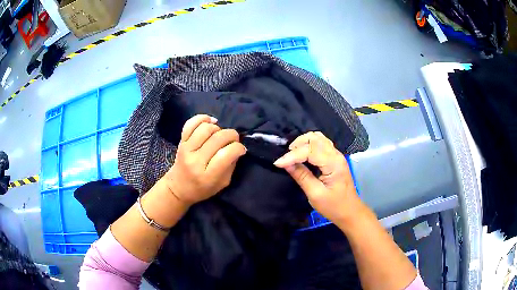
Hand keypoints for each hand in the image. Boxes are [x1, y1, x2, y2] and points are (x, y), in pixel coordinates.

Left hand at [163, 115, 246, 205]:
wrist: (178, 188)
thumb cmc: (202, 189)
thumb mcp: (222, 184)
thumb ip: (231, 165)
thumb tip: (238, 147)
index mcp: (208, 176)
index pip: (226, 154)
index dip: (238, 148)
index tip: (241, 149)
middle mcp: (195, 161)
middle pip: (218, 138)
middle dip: (232, 135)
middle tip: (234, 140)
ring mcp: (186, 149)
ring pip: (205, 128)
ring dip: (218, 128)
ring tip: (220, 134)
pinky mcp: (181, 142)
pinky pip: (190, 123)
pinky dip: (203, 118)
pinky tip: (211, 122)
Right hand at [274, 132, 361, 224]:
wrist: (350, 212)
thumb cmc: (334, 206)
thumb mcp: (315, 194)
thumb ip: (301, 176)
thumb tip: (286, 164)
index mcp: (333, 163)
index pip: (310, 150)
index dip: (292, 155)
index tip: (278, 163)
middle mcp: (336, 154)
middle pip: (315, 138)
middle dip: (297, 145)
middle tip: (286, 158)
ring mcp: (336, 155)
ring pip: (318, 138)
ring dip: (303, 143)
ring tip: (292, 155)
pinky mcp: (334, 158)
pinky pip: (320, 144)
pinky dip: (309, 146)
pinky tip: (302, 155)